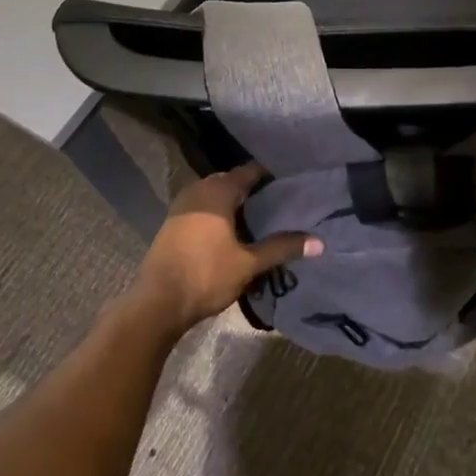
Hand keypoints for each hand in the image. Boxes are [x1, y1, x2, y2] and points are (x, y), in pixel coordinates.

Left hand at [127, 164, 319, 334]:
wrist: (156, 304)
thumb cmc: (205, 276)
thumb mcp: (248, 263)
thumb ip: (282, 248)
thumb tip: (320, 243)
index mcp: (218, 191)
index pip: (250, 171)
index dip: (271, 176)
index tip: (291, 184)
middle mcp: (198, 190)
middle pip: (232, 181)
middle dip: (253, 190)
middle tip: (280, 203)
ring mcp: (181, 205)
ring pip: (215, 195)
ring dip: (234, 204)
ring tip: (259, 218)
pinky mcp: (172, 223)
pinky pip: (202, 208)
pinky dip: (218, 213)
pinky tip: (231, 232)